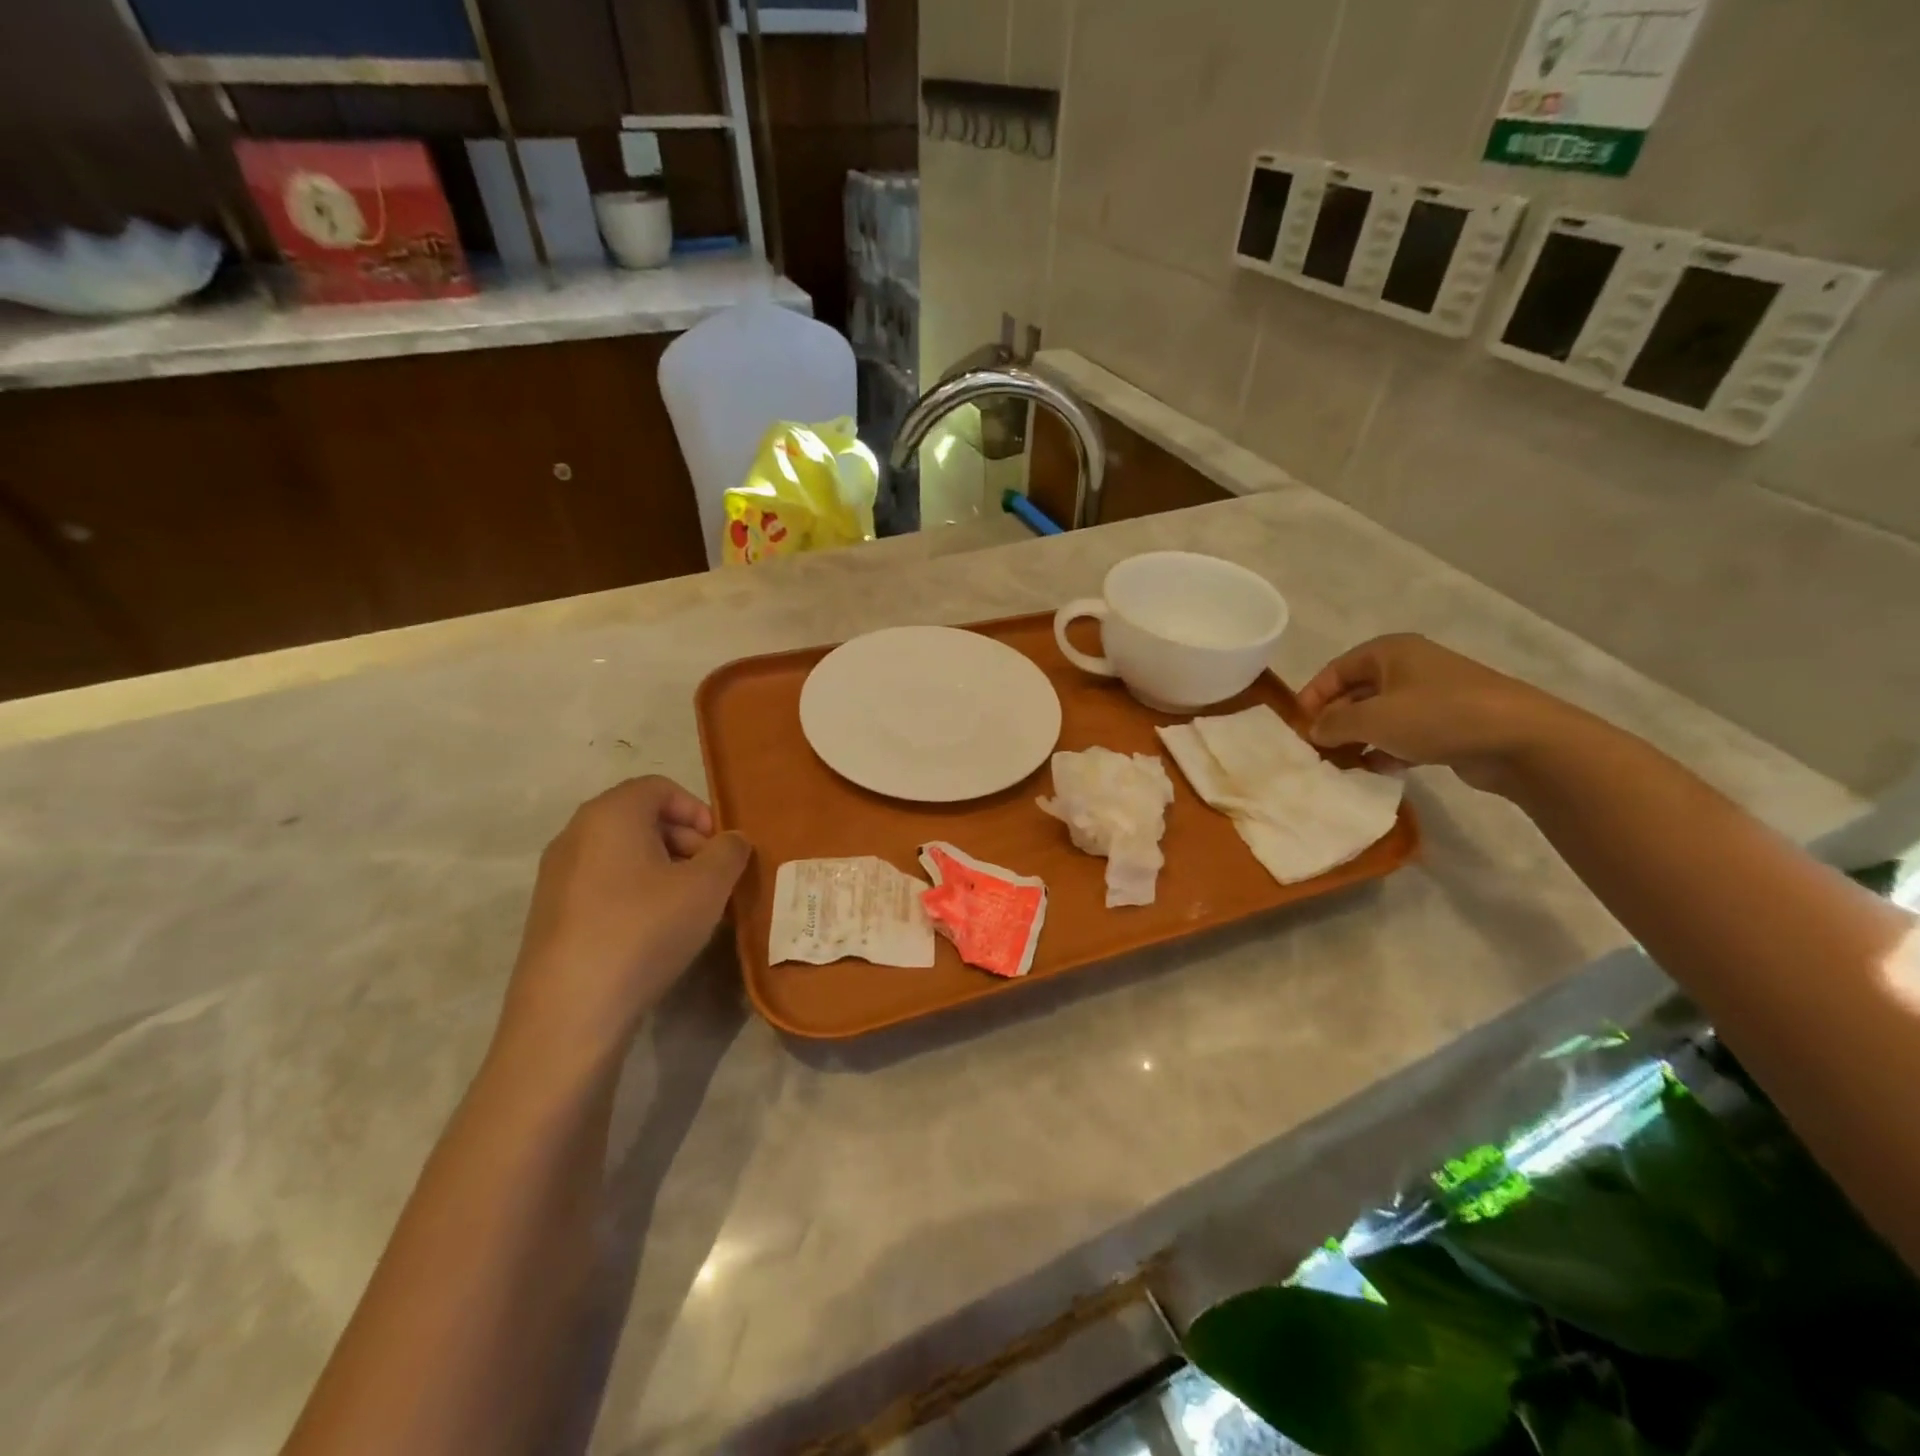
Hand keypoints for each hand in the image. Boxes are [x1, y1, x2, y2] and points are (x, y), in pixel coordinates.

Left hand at [495, 777, 749, 1074]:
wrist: (570, 1011)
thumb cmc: (644, 930)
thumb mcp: (708, 887)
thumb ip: (729, 852)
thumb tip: (731, 841)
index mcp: (610, 814)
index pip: (659, 787)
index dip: (698, 810)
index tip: (720, 848)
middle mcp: (575, 834)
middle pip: (640, 817)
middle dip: (684, 840)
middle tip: (711, 878)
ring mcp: (556, 876)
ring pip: (622, 853)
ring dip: (663, 868)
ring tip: (688, 907)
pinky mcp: (550, 914)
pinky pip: (603, 883)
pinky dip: (635, 892)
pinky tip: (654, 931)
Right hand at [1297, 634, 1583, 795]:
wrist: (1522, 739)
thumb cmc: (1438, 716)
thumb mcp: (1373, 719)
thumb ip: (1333, 724)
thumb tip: (1314, 730)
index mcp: (1388, 652)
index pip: (1334, 670)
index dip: (1311, 697)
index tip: (1296, 728)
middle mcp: (1408, 667)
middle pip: (1355, 694)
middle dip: (1334, 722)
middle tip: (1316, 751)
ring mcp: (1431, 696)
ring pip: (1379, 717)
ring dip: (1358, 740)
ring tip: (1342, 765)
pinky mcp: (1448, 724)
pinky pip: (1403, 735)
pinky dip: (1386, 751)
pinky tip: (1378, 771)